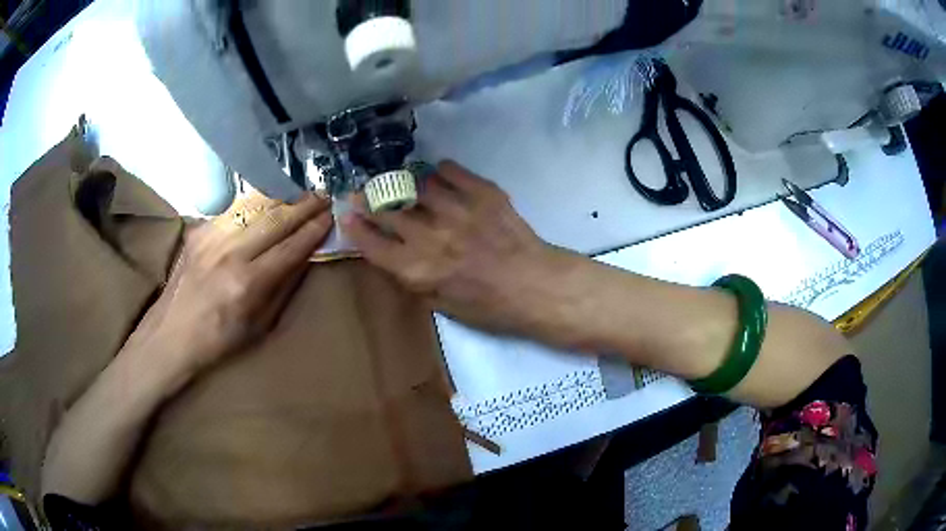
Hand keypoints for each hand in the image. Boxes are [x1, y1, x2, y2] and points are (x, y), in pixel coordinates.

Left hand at [124, 194, 332, 376]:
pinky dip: (256, 201)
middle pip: (275, 219)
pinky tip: (269, 199)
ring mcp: (212, 237)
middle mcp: (231, 254)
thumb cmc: (219, 340)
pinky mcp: (200, 230)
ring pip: (255, 205)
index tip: (331, 217)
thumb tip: (304, 256)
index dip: (314, 230)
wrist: (171, 334)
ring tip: (301, 193)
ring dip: (282, 197)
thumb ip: (283, 288)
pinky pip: (235, 209)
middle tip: (324, 196)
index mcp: (248, 284)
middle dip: (304, 206)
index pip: (290, 248)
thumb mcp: (260, 326)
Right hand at [342, 161, 573, 337]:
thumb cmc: (488, 306)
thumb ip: (411, 279)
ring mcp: (456, 210)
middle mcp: (430, 236)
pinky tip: (440, 178)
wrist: (534, 285)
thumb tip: (392, 254)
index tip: (347, 215)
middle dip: (368, 199)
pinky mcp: (482, 193)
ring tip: (404, 184)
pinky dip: (440, 172)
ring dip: (404, 184)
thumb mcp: (441, 305)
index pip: (372, 243)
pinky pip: (449, 170)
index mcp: (417, 269)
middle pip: (387, 209)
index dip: (355, 227)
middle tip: (364, 192)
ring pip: (415, 184)